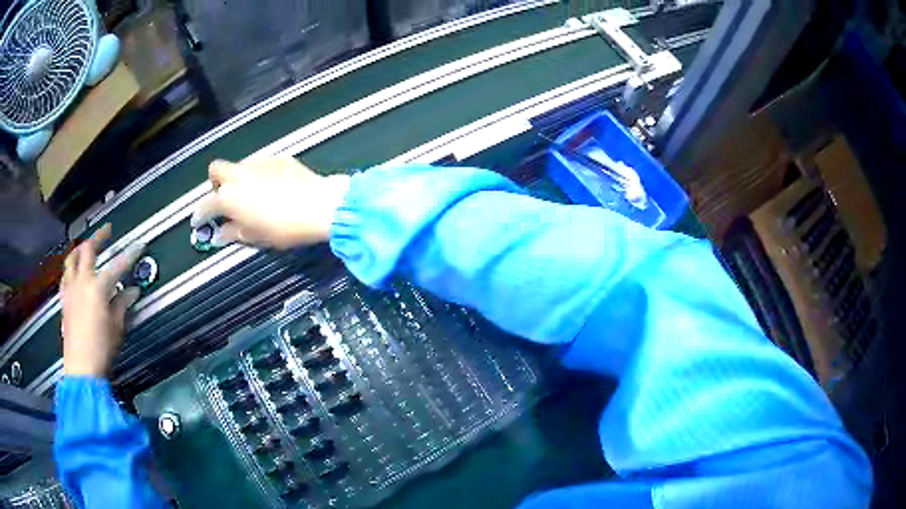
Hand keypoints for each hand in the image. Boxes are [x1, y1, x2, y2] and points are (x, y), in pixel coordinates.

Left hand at [60, 225, 143, 377]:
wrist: (81, 368)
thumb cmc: (101, 349)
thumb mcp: (116, 328)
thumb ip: (122, 304)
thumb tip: (131, 292)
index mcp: (98, 288)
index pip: (118, 265)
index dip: (130, 254)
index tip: (139, 246)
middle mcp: (82, 282)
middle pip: (88, 249)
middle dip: (99, 237)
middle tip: (107, 231)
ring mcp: (70, 289)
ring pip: (72, 258)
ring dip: (80, 249)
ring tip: (86, 246)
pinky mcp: (64, 299)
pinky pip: (65, 275)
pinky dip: (70, 268)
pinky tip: (73, 271)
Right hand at [191, 157, 350, 248]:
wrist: (318, 206)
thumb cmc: (283, 228)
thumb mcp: (255, 237)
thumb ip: (233, 232)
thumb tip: (221, 233)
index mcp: (229, 197)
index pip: (205, 204)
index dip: (200, 214)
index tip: (199, 220)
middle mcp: (239, 175)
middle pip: (216, 169)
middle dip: (216, 183)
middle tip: (225, 198)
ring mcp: (259, 163)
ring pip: (240, 166)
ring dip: (239, 179)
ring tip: (253, 194)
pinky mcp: (278, 158)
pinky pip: (261, 165)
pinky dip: (260, 175)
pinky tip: (274, 187)